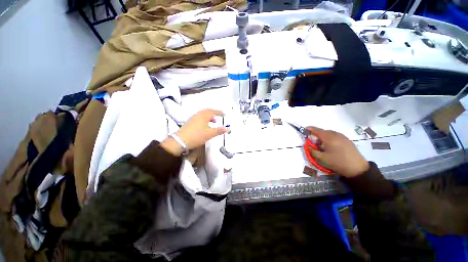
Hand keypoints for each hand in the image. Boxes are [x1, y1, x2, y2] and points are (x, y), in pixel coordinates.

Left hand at [161, 109, 226, 155]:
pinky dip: (205, 119)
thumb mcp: (210, 134)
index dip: (219, 112)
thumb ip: (219, 130)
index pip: (213, 111)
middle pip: (208, 111)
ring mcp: (193, 118)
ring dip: (209, 117)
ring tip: (213, 122)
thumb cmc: (197, 135)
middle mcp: (198, 114)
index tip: (224, 114)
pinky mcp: (190, 122)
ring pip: (203, 114)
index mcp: (204, 115)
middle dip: (214, 113)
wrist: (181, 140)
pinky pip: (200, 117)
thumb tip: (228, 128)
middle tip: (219, 117)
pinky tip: (205, 125)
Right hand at [307, 127, 368, 176]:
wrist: (357, 168)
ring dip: (324, 136)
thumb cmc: (337, 162)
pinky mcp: (347, 140)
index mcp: (329, 138)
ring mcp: (343, 137)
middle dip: (317, 134)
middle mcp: (336, 135)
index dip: (311, 129)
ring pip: (330, 133)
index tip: (305, 128)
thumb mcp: (322, 158)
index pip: (317, 131)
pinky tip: (331, 146)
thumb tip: (309, 146)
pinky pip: (336, 136)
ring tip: (323, 145)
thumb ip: (313, 151)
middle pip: (324, 131)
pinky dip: (330, 138)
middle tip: (314, 141)